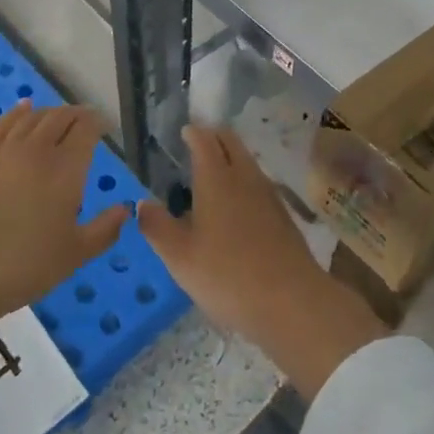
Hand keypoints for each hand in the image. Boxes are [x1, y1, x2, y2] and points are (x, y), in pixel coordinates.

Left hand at [0, 102, 126, 340]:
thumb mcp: (74, 255)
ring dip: (49, 112)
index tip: (104, 126)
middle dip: (75, 114)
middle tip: (84, 120)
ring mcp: (4, 152)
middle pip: (59, 118)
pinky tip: (23, 108)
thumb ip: (104, 229)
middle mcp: (37, 151)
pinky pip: (2, 125)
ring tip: (57, 115)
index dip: (98, 123)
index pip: (86, 130)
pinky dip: (17, 113)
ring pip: (32, 118)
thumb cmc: (24, 266)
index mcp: (66, 170)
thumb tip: (125, 209)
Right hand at [137, 124, 384, 398]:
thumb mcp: (179, 257)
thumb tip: (142, 204)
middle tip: (198, 144)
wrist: (291, 302)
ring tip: (213, 173)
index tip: (184, 132)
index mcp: (216, 178)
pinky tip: (236, 205)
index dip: (193, 133)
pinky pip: (259, 184)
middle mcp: (245, 177)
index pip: (205, 140)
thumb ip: (157, 226)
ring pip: (247, 162)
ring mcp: (268, 195)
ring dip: (231, 158)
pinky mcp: (283, 215)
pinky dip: (244, 181)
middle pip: (231, 142)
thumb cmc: (227, 275)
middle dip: (214, 137)